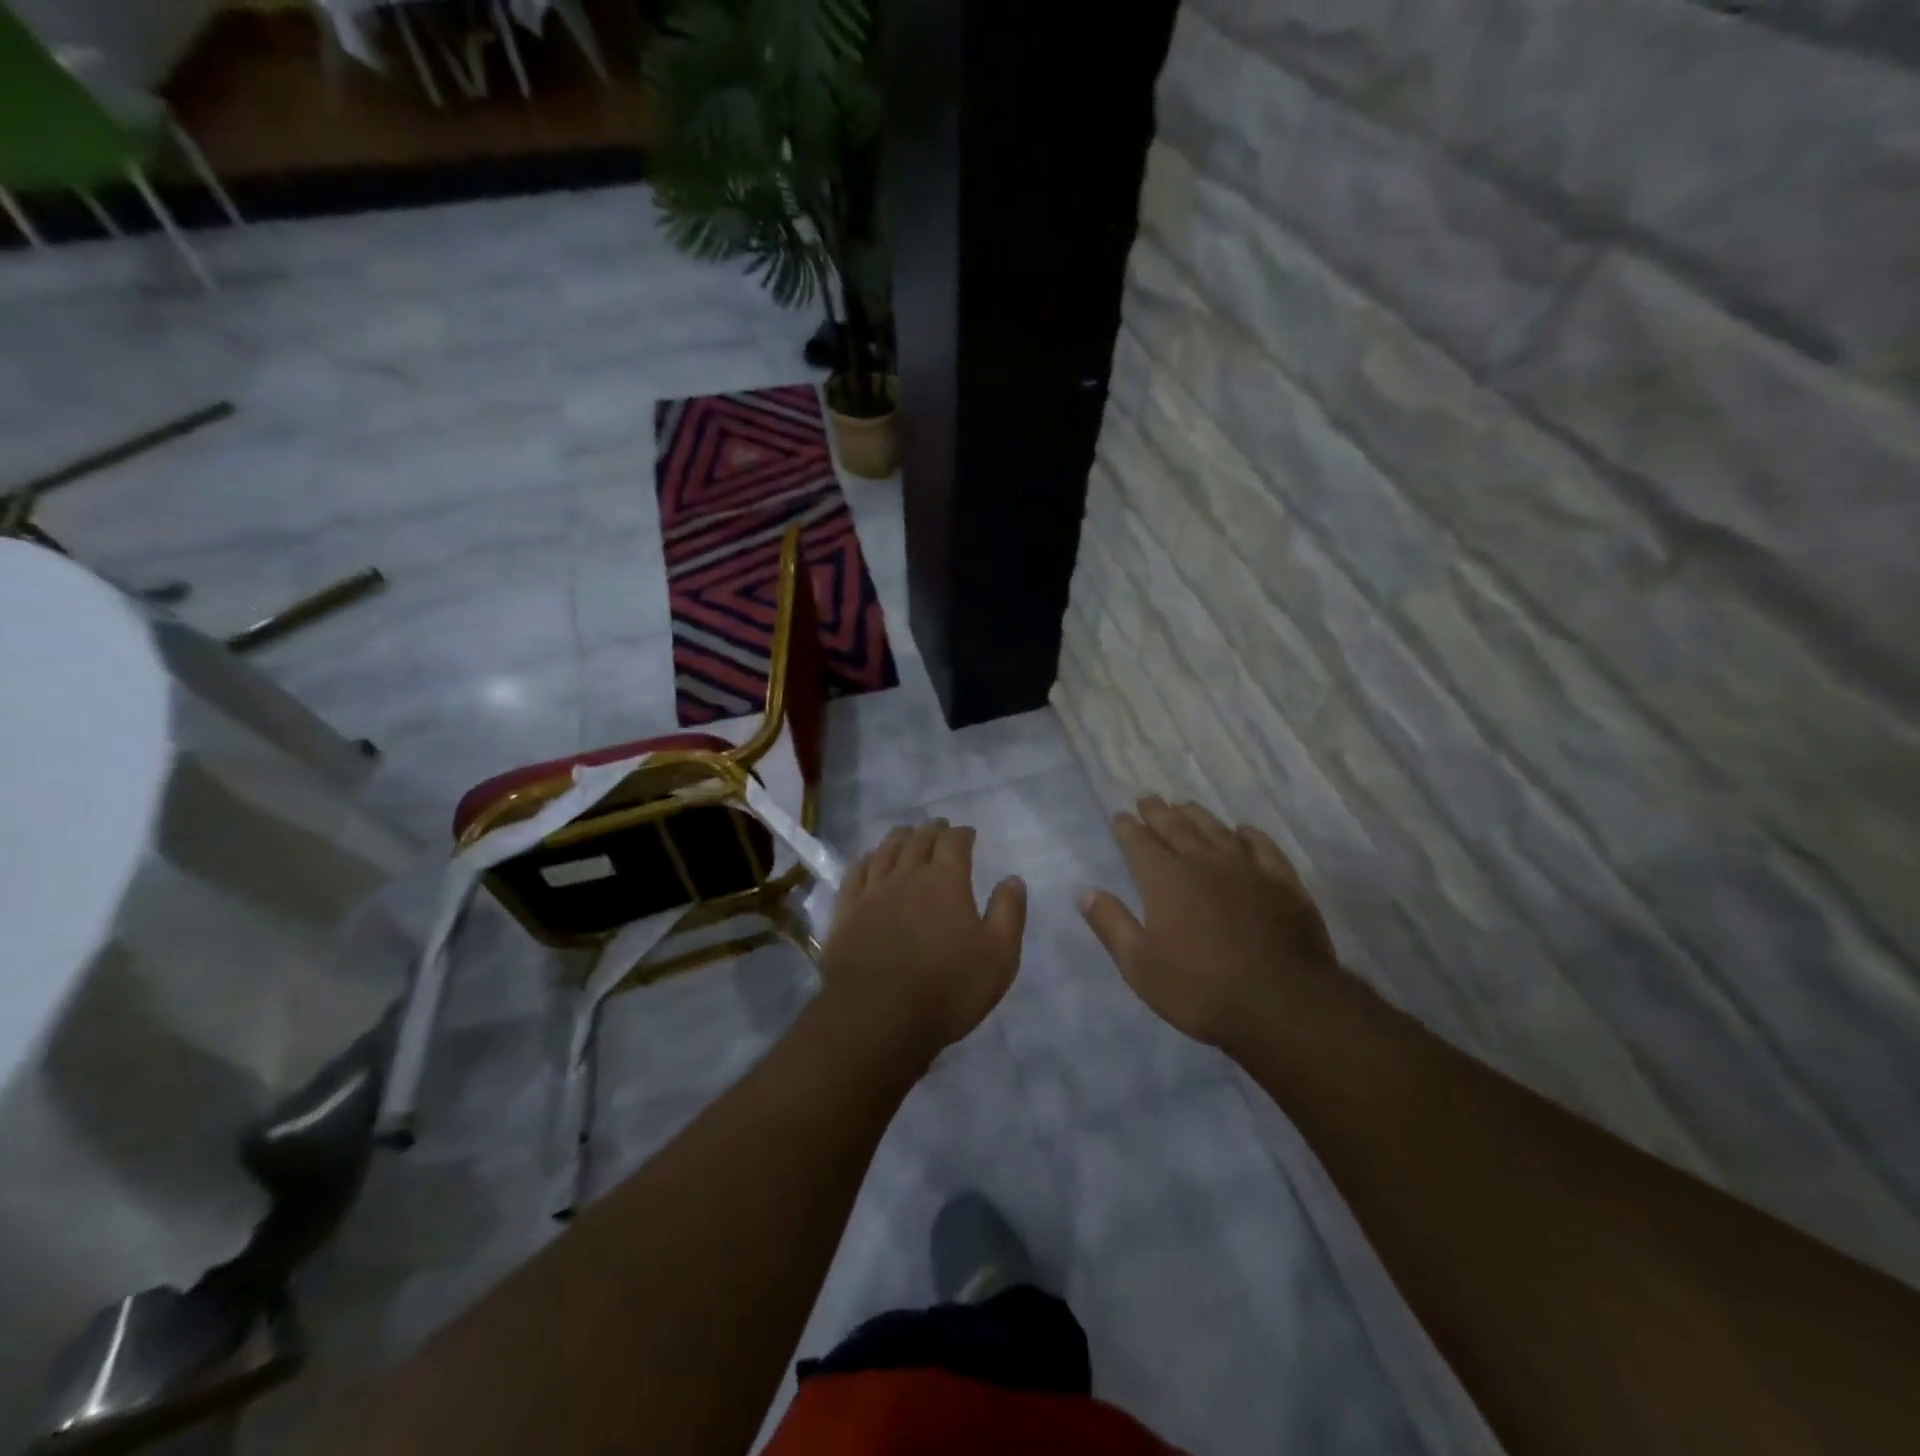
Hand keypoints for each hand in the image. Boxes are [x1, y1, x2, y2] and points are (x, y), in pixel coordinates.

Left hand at [819, 819, 1027, 1060]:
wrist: (878, 1016)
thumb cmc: (947, 988)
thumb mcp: (998, 956)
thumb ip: (1008, 913)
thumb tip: (1013, 879)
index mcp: (945, 881)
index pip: (954, 843)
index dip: (962, 834)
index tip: (968, 832)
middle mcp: (907, 876)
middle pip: (919, 841)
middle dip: (931, 830)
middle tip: (938, 826)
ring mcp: (872, 892)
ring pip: (886, 852)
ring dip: (899, 838)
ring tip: (906, 832)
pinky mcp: (846, 912)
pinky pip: (856, 874)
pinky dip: (867, 859)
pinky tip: (870, 859)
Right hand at [1079, 797, 1338, 1047]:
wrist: (1283, 1006)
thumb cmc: (1202, 991)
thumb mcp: (1140, 967)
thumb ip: (1112, 924)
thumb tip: (1085, 891)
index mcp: (1166, 880)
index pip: (1140, 844)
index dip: (1127, 828)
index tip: (1120, 815)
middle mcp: (1204, 863)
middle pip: (1176, 828)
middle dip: (1158, 812)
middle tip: (1147, 797)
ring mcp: (1247, 869)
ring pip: (1216, 830)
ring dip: (1197, 815)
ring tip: (1184, 804)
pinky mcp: (1283, 883)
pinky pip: (1263, 847)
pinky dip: (1249, 835)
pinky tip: (1243, 831)